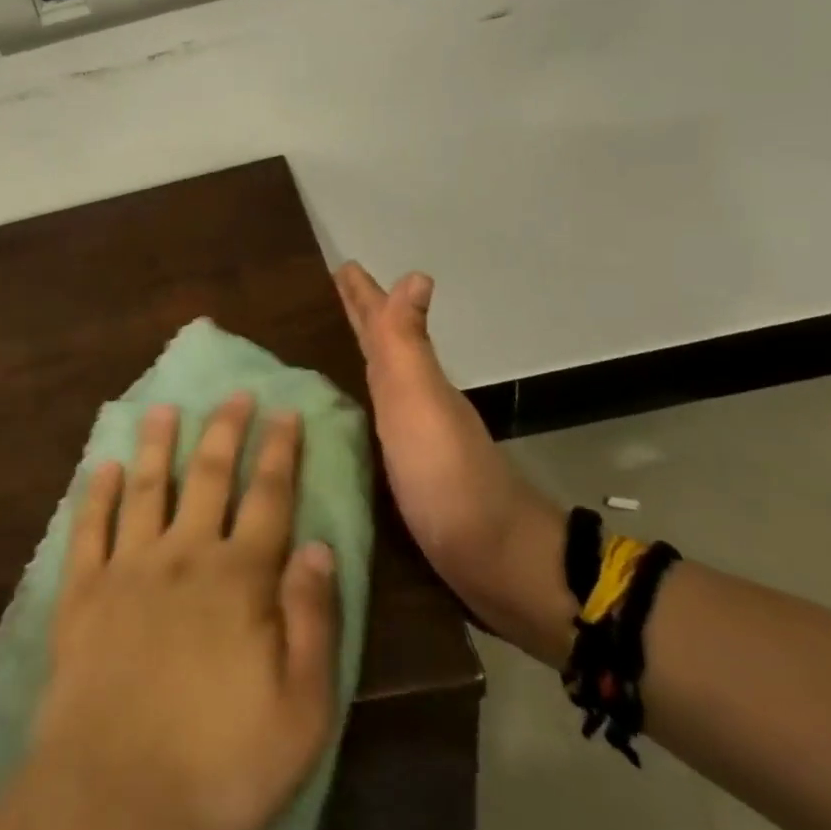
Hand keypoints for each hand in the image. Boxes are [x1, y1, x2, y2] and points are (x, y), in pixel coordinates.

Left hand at [25, 394, 339, 829]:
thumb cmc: (218, 763)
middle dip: (226, 431)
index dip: (280, 452)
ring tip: (165, 407)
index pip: (268, 500)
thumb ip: (312, 622)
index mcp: (237, 580)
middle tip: (234, 393)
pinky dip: (97, 492)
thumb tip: (320, 546)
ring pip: (148, 488)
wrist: (110, 795)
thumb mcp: (300, 712)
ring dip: (159, 444)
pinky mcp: (82, 590)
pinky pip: (90, 527)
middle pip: (209, 478)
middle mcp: (183, 555)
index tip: (286, 411)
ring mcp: (127, 567)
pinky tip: (105, 465)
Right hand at [334, 262, 569, 662]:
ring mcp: (414, 442)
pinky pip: (376, 426)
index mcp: (412, 381)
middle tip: (334, 293)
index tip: (342, 266)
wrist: (496, 563)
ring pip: (380, 384)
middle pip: (383, 349)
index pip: (380, 326)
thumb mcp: (419, 400)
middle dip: (360, 319)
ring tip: (335, 346)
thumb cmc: (448, 476)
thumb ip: (406, 344)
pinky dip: (361, 408)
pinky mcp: (408, 479)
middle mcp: (414, 403)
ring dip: (360, 358)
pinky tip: (348, 419)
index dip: (362, 297)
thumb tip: (414, 275)